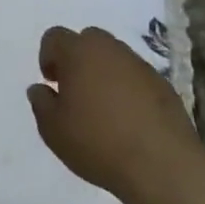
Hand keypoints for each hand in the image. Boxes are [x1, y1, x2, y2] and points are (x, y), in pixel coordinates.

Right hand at [27, 26, 204, 203]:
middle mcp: (110, 50)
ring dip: (104, 72)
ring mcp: (140, 66)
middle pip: (88, 40)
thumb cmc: (98, 143)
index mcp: (79, 52)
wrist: (162, 166)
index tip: (52, 83)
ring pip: (114, 57)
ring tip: (103, 108)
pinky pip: (137, 77)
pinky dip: (128, 89)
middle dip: (78, 59)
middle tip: (75, 90)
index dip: (48, 56)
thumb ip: (41, 103)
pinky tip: (129, 119)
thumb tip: (40, 88)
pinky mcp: (164, 85)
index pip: (55, 36)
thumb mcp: (53, 130)